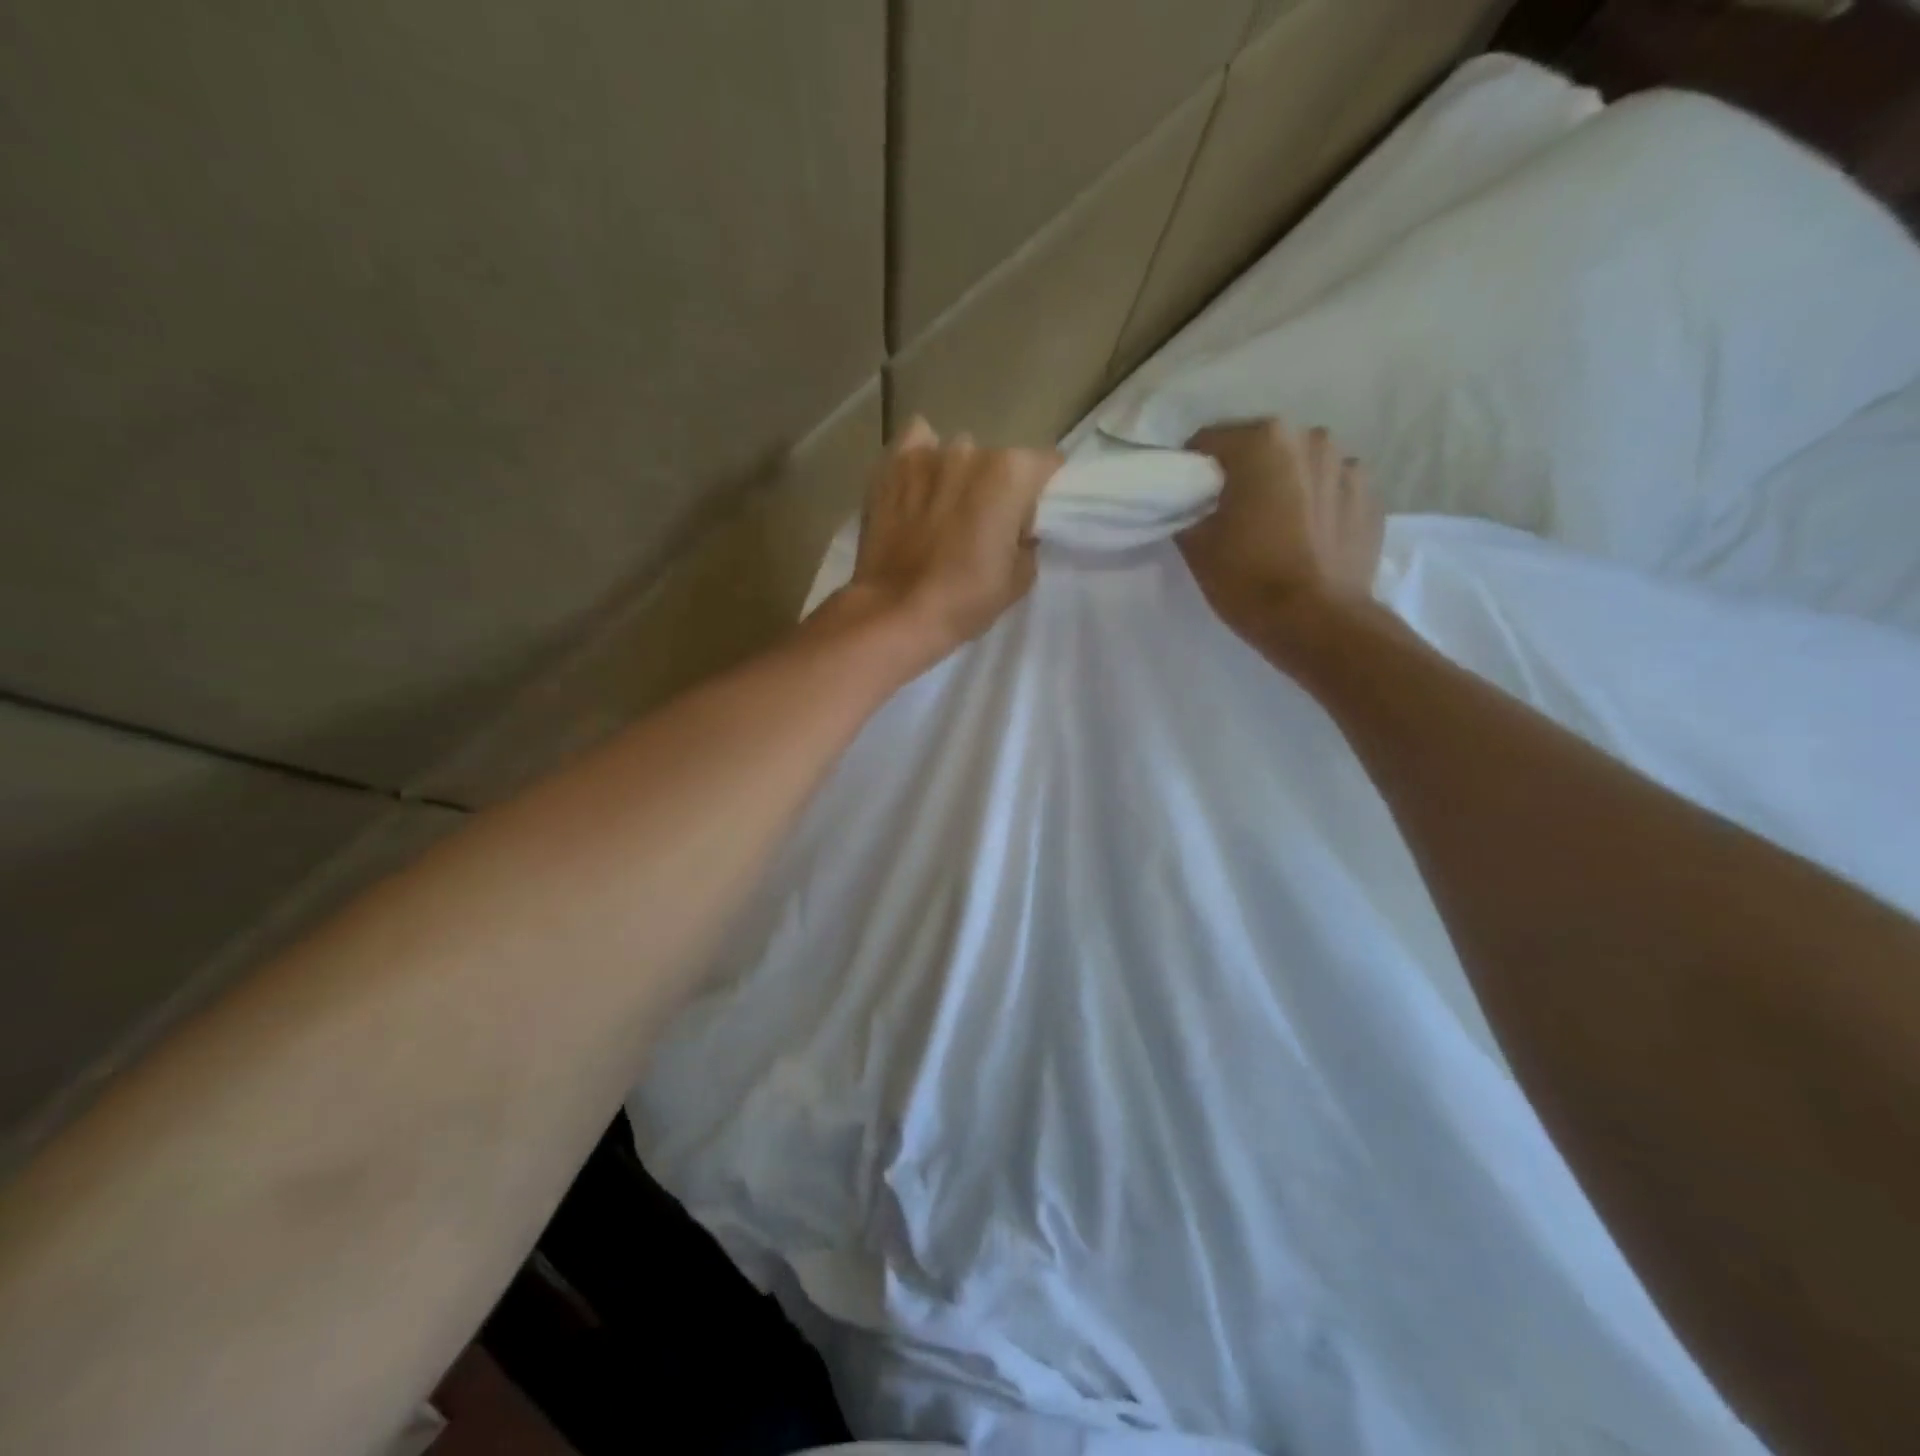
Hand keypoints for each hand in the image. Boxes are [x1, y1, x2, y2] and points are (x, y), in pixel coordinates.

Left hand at [836, 417, 1061, 669]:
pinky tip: (919, 485)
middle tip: (984, 525)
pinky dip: (922, 459)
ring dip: (958, 476)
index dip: (1039, 492)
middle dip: (997, 486)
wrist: (896, 613)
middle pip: (997, 460)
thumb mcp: (1018, 580)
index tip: (1028, 519)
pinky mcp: (891, 466)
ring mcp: (927, 455)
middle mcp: (971, 451)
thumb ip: (1027, 543)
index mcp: (1011, 474)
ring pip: (956, 453)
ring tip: (945, 511)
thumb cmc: (965, 599)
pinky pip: (916, 442)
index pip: (1044, 465)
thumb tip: (1018, 532)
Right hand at [1178, 419, 1384, 648]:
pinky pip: (1331, 490)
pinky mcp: (1372, 497)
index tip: (1189, 502)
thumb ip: (1188, 511)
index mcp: (1263, 441)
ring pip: (1299, 467)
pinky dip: (1316, 505)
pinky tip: (1307, 539)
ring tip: (1275, 528)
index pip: (1209, 442)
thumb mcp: (1196, 545)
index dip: (1192, 472)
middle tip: (1231, 515)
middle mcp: (1310, 438)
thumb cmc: (1248, 578)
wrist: (1317, 622)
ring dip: (1284, 486)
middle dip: (1243, 474)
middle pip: (1260, 448)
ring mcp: (1348, 466)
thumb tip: (1192, 507)